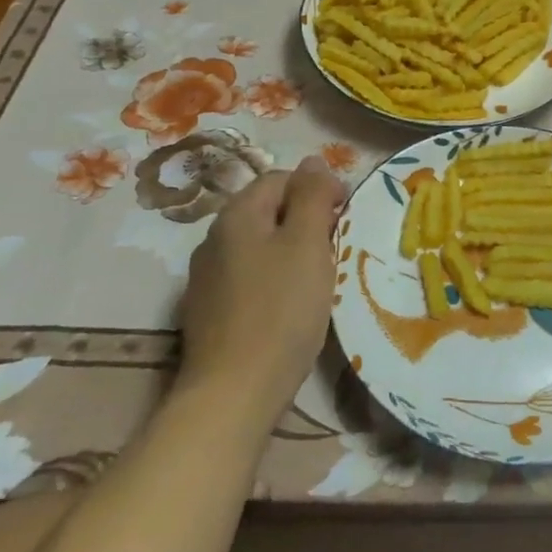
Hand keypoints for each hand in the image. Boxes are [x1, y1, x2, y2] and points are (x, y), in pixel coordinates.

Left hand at [176, 156, 345, 407]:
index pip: (281, 178)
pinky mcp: (208, 311)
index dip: (317, 189)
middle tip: (336, 249)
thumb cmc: (281, 309)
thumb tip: (314, 159)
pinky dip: (273, 280)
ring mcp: (206, 277)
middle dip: (305, 221)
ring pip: (259, 246)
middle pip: (268, 211)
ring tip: (318, 278)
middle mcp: (214, 238)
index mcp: (237, 215)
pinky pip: (248, 277)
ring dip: (290, 251)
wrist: (234, 391)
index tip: (345, 216)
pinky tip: (289, 306)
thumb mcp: (307, 243)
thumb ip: (311, 195)